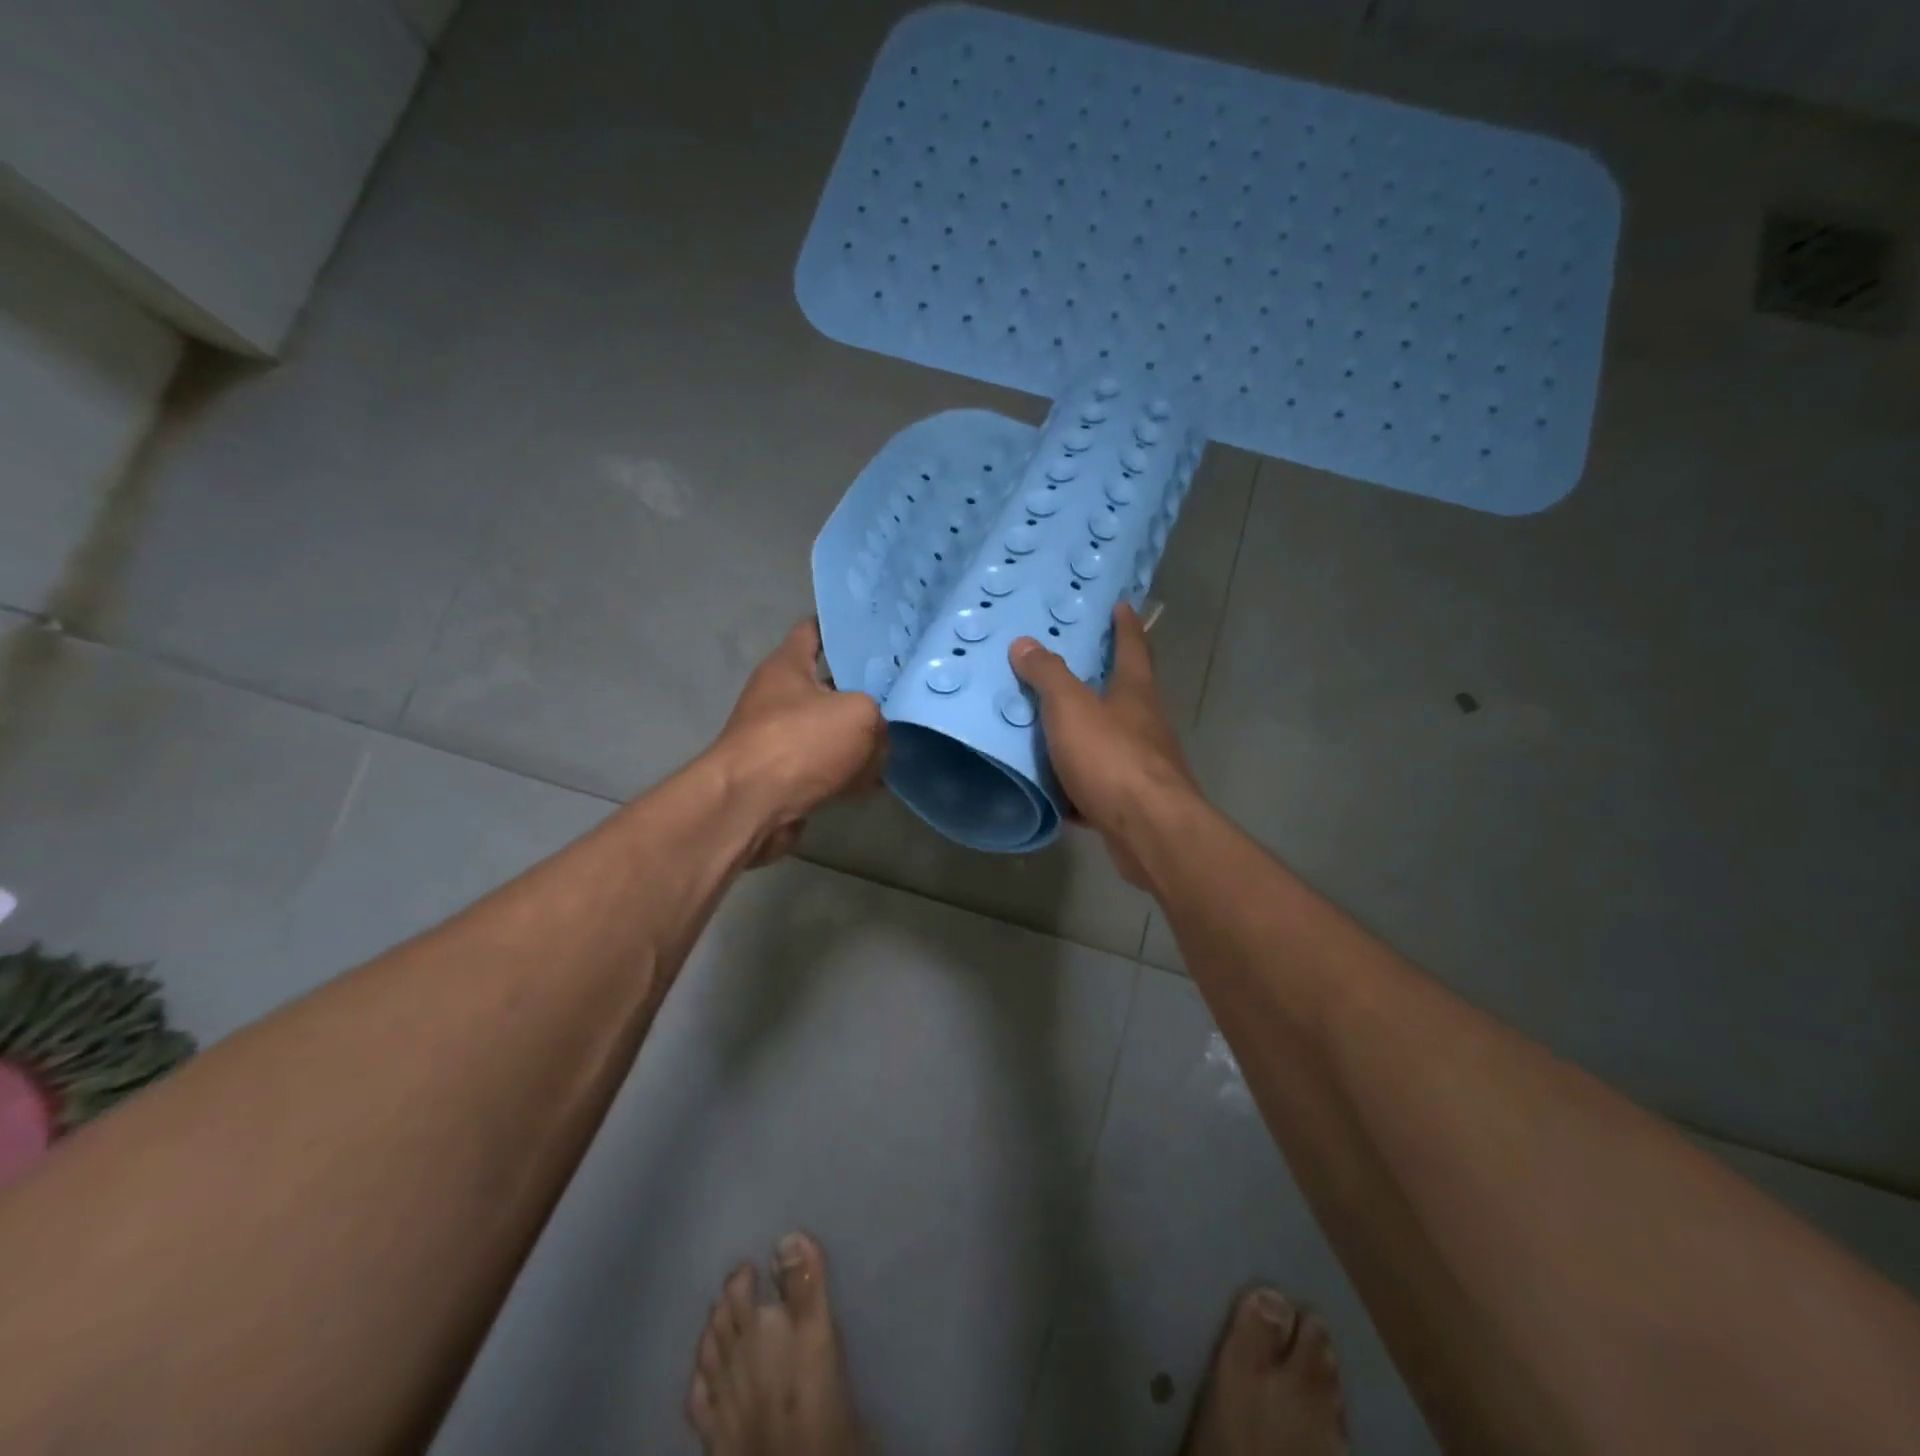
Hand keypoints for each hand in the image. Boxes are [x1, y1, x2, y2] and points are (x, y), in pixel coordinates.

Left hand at [710, 621, 887, 864]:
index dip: (846, 628)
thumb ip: (879, 716)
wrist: (751, 806)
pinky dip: (847, 774)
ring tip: (898, 738)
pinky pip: (824, 767)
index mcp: (788, 665)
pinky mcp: (784, 776)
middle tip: (903, 690)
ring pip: (829, 730)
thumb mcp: (860, 715)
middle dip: (863, 690)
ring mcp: (779, 739)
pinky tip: (877, 780)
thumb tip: (878, 737)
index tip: (880, 633)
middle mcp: (779, 697)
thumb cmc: (800, 743)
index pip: (815, 630)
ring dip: (858, 738)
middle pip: (828, 685)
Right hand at [1009, 603, 1201, 885]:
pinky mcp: (1133, 801)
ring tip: (1049, 728)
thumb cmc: (1112, 758)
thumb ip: (1048, 676)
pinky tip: (1054, 791)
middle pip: (1125, 693)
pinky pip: (1099, 784)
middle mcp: (1146, 724)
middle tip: (1069, 666)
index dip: (1125, 625)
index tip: (1121, 604)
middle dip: (1102, 679)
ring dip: (1086, 733)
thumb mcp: (1071, 708)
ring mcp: (1143, 765)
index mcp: (1135, 693)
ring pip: (1110, 740)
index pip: (1132, 647)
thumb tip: (1025, 643)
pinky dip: (1078, 783)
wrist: (1148, 830)